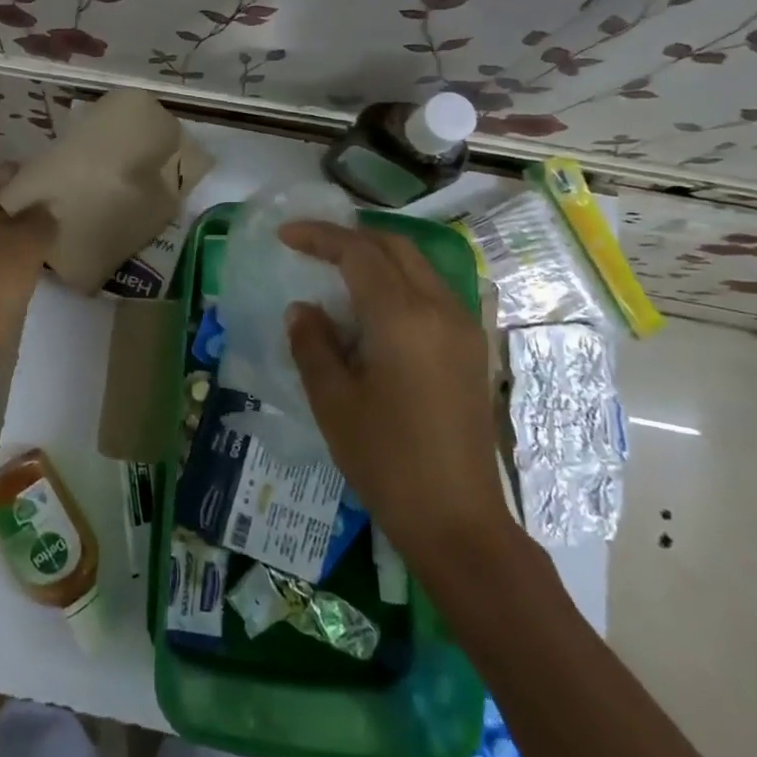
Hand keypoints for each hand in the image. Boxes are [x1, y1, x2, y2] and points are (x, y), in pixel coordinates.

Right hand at [279, 221, 506, 553]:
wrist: (458, 521)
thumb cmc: (387, 461)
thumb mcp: (334, 402)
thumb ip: (313, 344)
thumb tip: (303, 309)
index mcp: (404, 318)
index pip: (359, 253)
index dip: (320, 236)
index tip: (285, 235)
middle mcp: (441, 309)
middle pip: (396, 247)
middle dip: (351, 237)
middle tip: (311, 244)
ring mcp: (463, 328)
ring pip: (418, 266)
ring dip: (377, 256)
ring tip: (337, 268)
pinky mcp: (471, 350)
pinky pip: (432, 292)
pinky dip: (398, 281)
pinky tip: (372, 307)